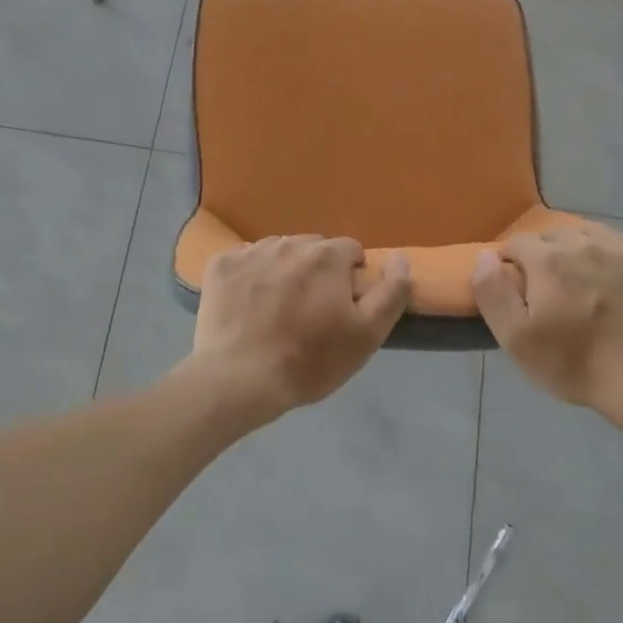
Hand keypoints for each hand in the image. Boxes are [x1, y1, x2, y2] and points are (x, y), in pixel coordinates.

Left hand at [189, 235, 410, 421]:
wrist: (238, 379)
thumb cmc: (309, 360)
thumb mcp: (367, 335)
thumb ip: (391, 292)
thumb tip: (401, 258)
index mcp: (327, 256)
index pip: (350, 250)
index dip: (351, 277)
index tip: (343, 307)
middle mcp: (290, 243)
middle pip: (313, 249)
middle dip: (317, 271)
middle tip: (311, 310)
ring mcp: (251, 252)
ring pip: (278, 251)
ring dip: (284, 270)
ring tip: (278, 308)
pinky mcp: (221, 266)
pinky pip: (244, 260)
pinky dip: (250, 276)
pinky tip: (248, 305)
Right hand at [471, 226, 622, 421]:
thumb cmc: (574, 363)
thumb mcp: (516, 339)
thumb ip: (493, 292)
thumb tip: (485, 256)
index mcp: (549, 259)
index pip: (517, 243)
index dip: (510, 263)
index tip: (515, 287)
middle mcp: (584, 242)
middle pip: (553, 235)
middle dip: (543, 254)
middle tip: (547, 289)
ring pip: (589, 233)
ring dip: (578, 249)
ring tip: (580, 278)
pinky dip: (614, 251)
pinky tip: (614, 274)